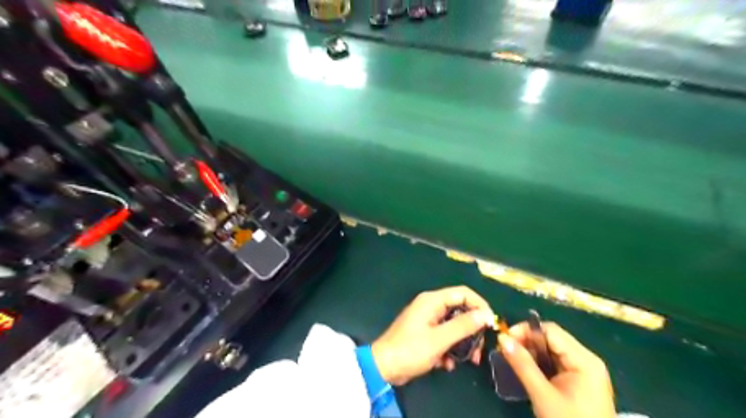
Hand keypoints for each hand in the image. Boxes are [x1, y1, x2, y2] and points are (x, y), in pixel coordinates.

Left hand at [370, 288, 492, 385]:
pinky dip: (450, 349)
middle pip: (461, 310)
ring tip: (468, 361)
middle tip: (479, 350)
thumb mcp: (439, 339)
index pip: (464, 293)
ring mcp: (428, 319)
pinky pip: (445, 336)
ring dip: (463, 343)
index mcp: (432, 300)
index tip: (491, 325)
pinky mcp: (426, 333)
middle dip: (472, 330)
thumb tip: (485, 314)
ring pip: (455, 326)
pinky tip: (447, 365)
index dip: (480, 306)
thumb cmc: (411, 350)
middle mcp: (431, 306)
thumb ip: (463, 326)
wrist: (384, 367)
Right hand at [497, 322, 615, 416]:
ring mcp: (583, 370)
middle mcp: (586, 359)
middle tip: (504, 350)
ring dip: (530, 352)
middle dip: (526, 341)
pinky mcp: (578, 380)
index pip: (550, 331)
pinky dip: (538, 362)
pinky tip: (525, 368)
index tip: (504, 339)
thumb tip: (502, 338)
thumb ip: (522, 365)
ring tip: (511, 359)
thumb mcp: (543, 395)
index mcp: (584, 360)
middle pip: (550, 338)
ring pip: (550, 349)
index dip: (525, 330)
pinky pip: (554, 361)